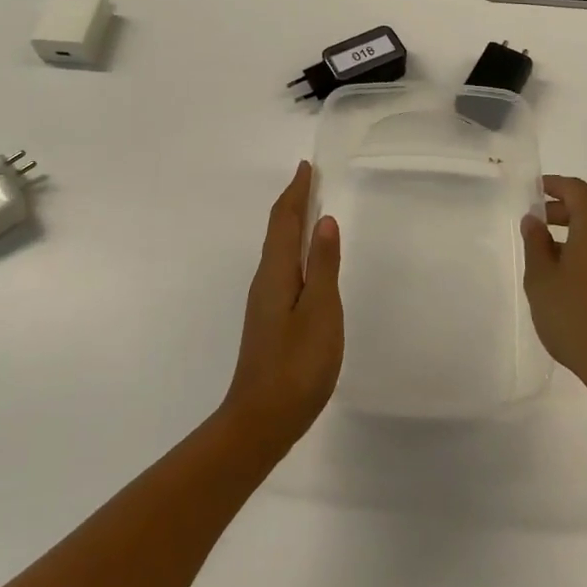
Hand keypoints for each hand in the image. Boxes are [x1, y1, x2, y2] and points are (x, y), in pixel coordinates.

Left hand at [221, 162, 343, 455]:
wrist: (261, 420)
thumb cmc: (296, 365)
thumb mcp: (321, 312)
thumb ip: (324, 266)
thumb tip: (325, 221)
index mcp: (276, 272)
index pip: (285, 220)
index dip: (296, 191)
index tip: (306, 166)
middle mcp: (265, 279)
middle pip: (277, 230)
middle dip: (292, 201)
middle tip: (309, 179)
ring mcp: (264, 301)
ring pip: (278, 248)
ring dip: (292, 223)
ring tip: (309, 209)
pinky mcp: (269, 318)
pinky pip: (281, 266)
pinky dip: (293, 248)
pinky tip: (305, 260)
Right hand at [522, 176, 586, 414]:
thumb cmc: (578, 317)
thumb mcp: (542, 279)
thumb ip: (535, 244)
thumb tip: (534, 220)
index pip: (575, 189)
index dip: (553, 185)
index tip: (533, 190)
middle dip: (562, 213)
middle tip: (535, 225)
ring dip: (576, 237)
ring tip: (549, 258)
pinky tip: (573, 281)